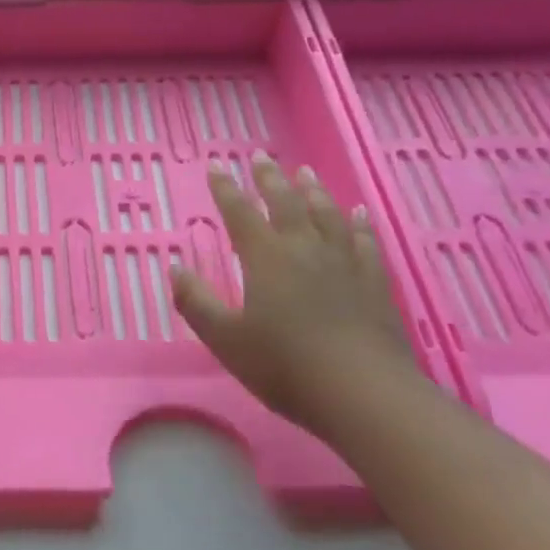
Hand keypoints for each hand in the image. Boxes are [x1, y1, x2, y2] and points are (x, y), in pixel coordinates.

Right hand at [171, 155, 417, 434]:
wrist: (363, 393)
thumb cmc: (284, 366)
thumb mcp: (225, 339)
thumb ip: (197, 302)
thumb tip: (175, 268)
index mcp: (266, 258)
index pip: (240, 212)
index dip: (225, 187)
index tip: (216, 164)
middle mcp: (304, 249)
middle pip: (285, 203)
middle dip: (269, 178)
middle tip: (261, 156)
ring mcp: (344, 263)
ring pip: (326, 214)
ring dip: (313, 191)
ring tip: (304, 173)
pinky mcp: (374, 282)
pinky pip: (364, 241)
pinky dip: (358, 224)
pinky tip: (357, 215)